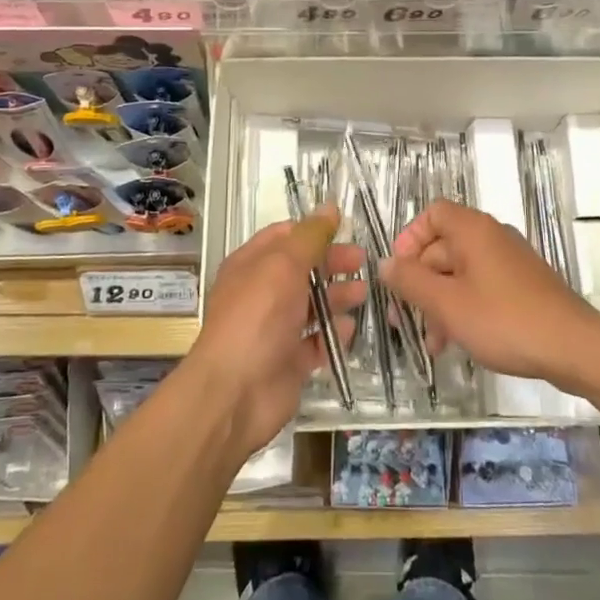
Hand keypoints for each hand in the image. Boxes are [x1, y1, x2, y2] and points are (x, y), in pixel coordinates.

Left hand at [187, 207, 365, 457]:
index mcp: (251, 265)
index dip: (313, 231)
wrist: (236, 392)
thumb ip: (310, 237)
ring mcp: (274, 328)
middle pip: (302, 270)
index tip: (345, 229)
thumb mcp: (284, 265)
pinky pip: (315, 342)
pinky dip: (332, 335)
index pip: (283, 237)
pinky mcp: (288, 360)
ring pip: (311, 306)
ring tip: (362, 294)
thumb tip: (330, 207)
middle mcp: (261, 293)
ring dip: (337, 297)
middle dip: (332, 264)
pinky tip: (349, 330)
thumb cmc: (257, 317)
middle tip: (363, 262)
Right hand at [381, 200, 599, 390]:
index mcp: (473, 230)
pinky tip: (456, 342)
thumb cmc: (504, 320)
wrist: (574, 347)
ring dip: (439, 303)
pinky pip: (481, 288)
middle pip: (443, 247)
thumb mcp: (447, 303)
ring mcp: (509, 262)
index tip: (399, 272)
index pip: (432, 214)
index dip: (410, 238)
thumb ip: (410, 281)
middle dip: (419, 283)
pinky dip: (463, 308)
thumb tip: (385, 264)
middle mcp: (491, 237)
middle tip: (403, 320)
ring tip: (431, 342)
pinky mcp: (522, 287)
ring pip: (460, 273)